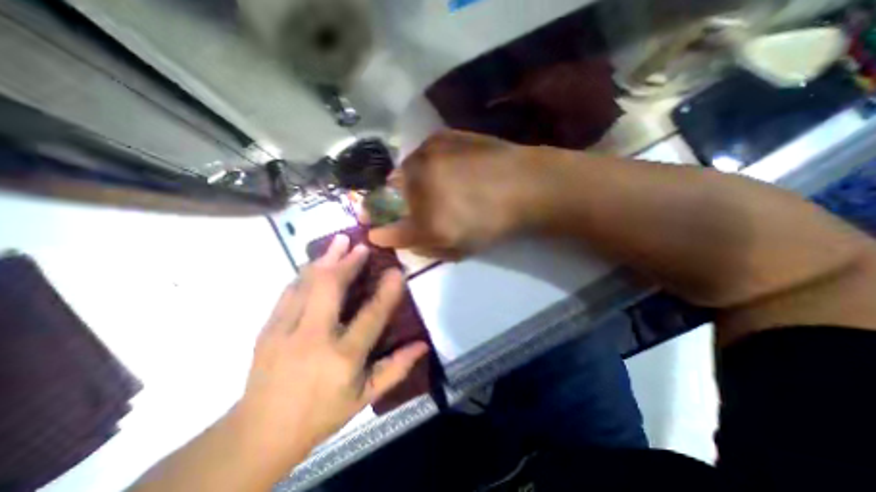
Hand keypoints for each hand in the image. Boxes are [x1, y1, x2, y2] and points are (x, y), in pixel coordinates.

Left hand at [239, 236, 428, 461]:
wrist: (260, 433)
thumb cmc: (322, 414)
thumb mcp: (365, 397)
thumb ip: (396, 368)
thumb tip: (423, 345)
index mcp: (342, 358)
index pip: (371, 315)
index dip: (387, 291)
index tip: (397, 270)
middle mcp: (313, 338)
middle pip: (330, 287)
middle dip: (347, 261)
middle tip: (361, 245)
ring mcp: (284, 331)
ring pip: (306, 282)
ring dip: (325, 259)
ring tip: (339, 241)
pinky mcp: (267, 328)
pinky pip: (289, 290)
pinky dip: (306, 273)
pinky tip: (316, 263)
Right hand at [367, 129, 544, 256]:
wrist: (524, 184)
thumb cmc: (494, 223)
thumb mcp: (459, 247)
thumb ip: (425, 246)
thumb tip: (396, 239)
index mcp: (428, 221)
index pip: (391, 230)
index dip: (381, 233)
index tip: (373, 231)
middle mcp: (420, 186)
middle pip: (389, 195)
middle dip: (391, 203)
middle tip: (404, 205)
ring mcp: (428, 156)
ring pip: (402, 171)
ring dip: (407, 181)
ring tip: (427, 184)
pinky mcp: (441, 136)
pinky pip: (420, 153)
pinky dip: (424, 163)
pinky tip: (442, 166)